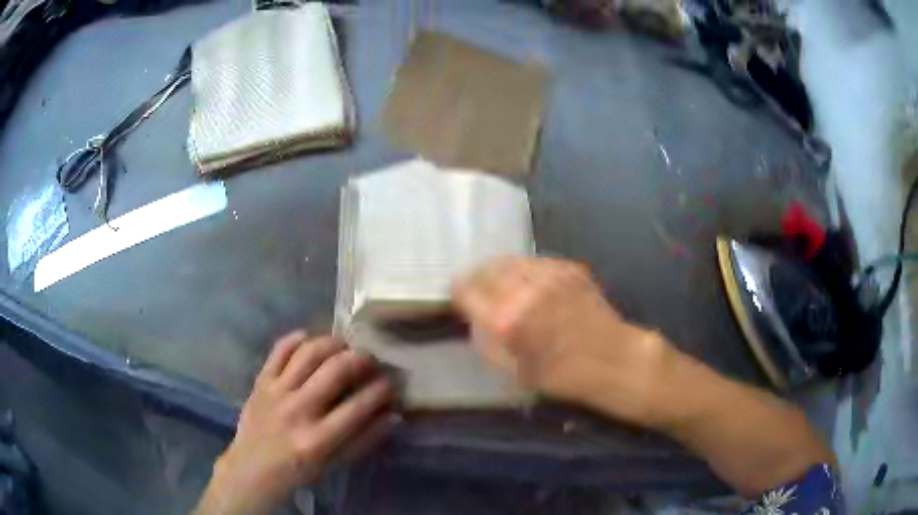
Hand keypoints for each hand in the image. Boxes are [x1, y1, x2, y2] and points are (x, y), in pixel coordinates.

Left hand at [195, 332, 396, 514]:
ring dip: (332, 343)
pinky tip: (310, 339)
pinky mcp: (260, 381)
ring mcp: (275, 392)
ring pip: (308, 353)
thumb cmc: (298, 471)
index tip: (390, 383)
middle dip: (361, 359)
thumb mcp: (334, 464)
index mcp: (318, 439)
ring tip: (344, 347)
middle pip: (335, 370)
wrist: (251, 468)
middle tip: (371, 360)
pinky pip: (279, 350)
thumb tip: (393, 415)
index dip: (381, 390)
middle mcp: (297, 410)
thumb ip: (364, 440)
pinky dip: (296, 339)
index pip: (358, 406)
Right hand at [452, 257, 669, 425]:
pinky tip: (533, 285)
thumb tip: (474, 319)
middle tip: (480, 289)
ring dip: (501, 271)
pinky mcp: (568, 268)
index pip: (466, 290)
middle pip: (486, 269)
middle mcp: (524, 291)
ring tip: (505, 285)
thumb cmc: (562, 375)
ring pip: (510, 260)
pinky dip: (526, 270)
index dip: (458, 292)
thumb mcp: (513, 373)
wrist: (612, 358)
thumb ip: (486, 343)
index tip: (459, 296)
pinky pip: (534, 261)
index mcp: (506, 321)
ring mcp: (548, 275)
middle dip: (478, 278)